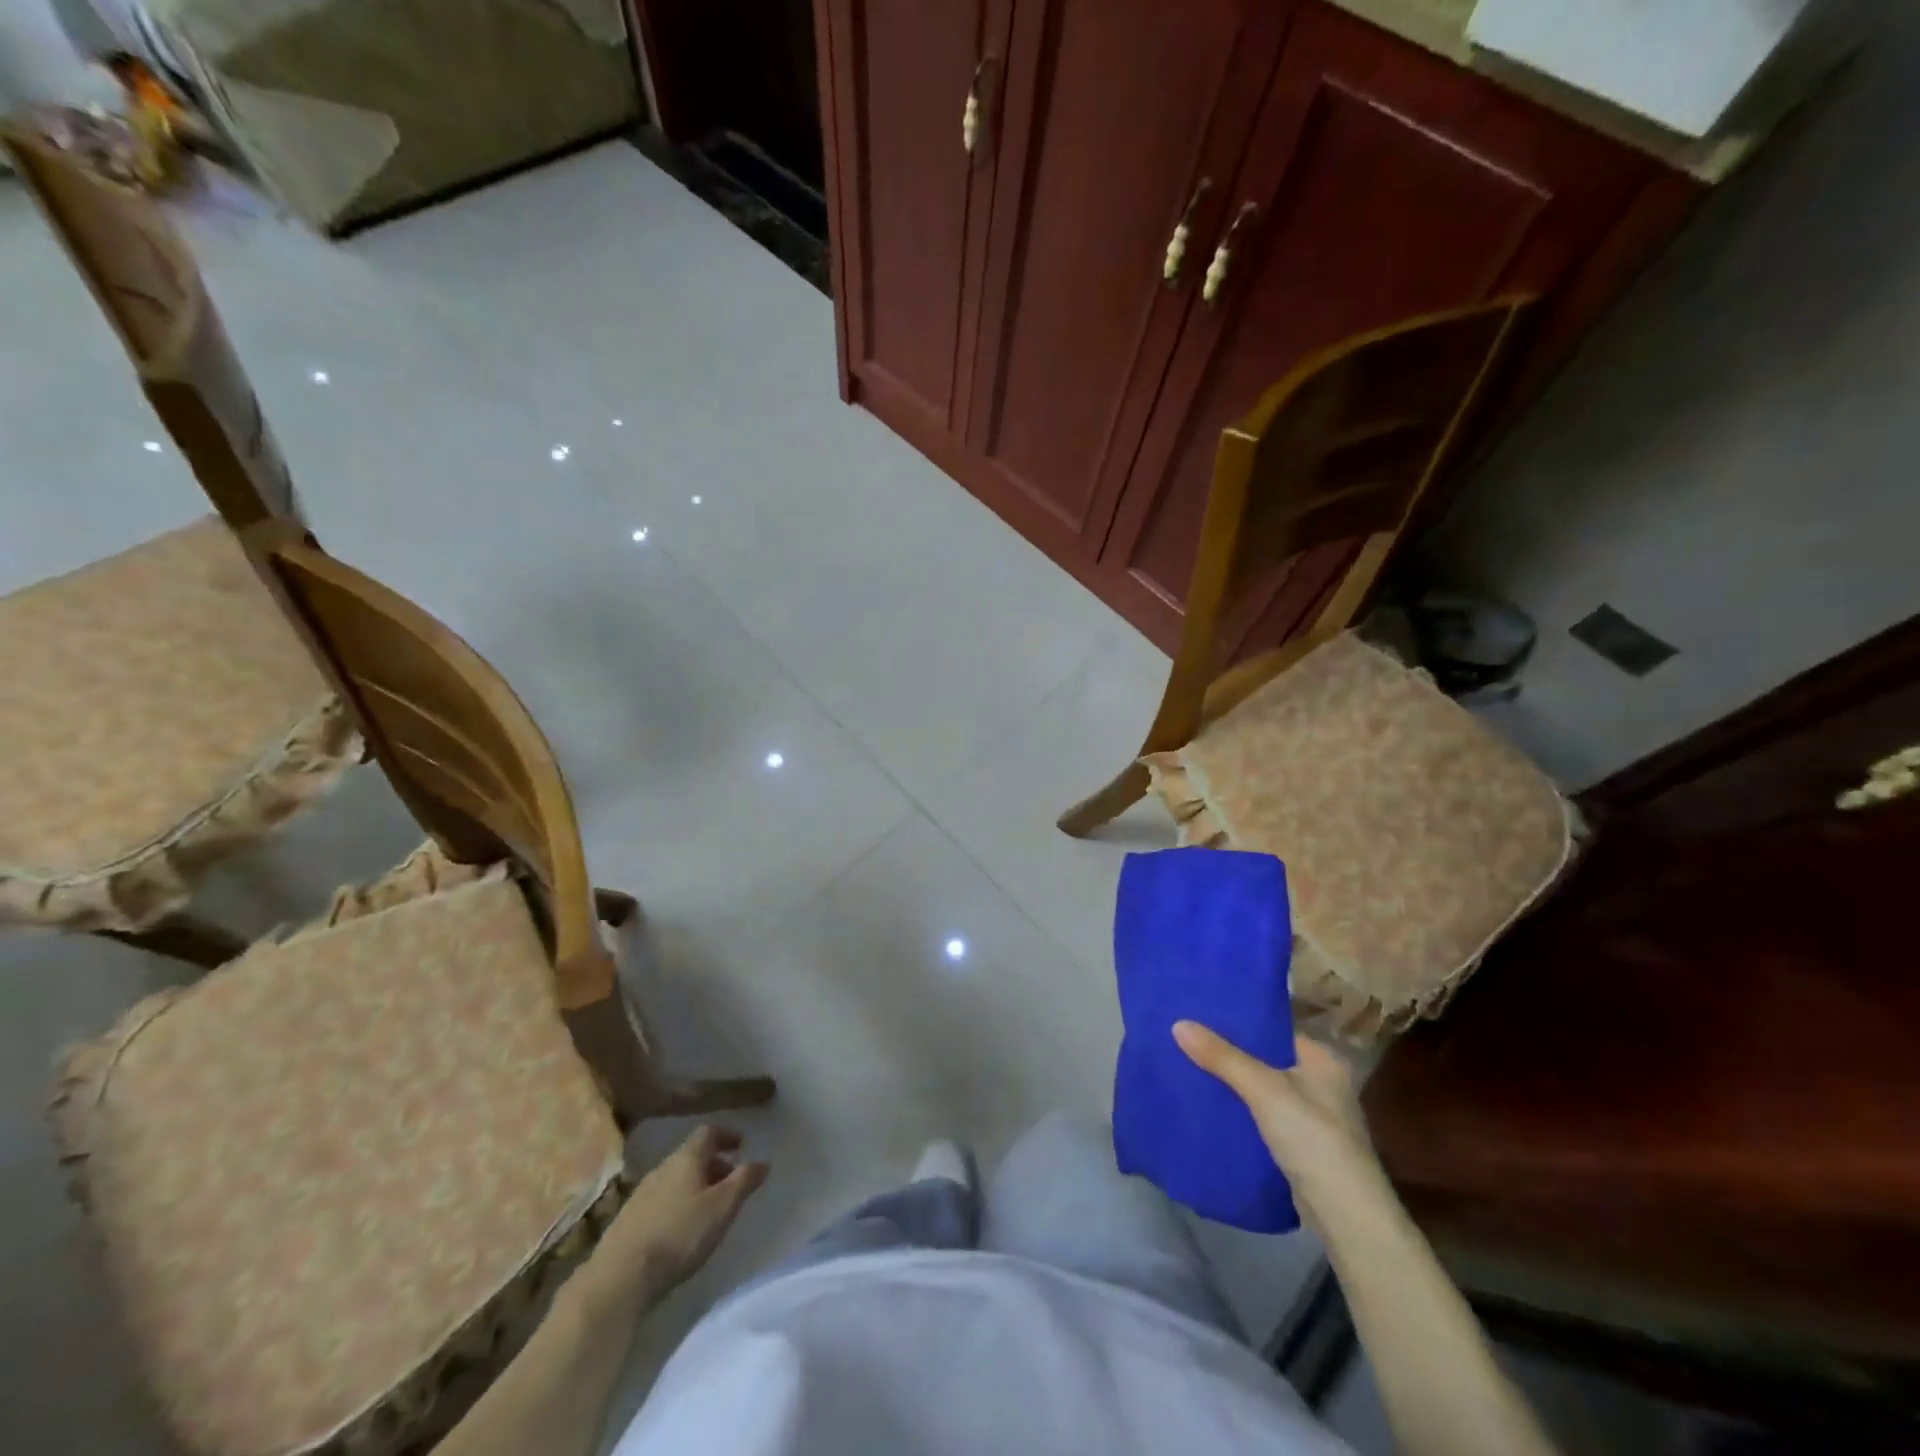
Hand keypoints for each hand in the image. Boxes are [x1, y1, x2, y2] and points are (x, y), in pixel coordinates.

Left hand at [590, 1126, 768, 1299]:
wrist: (619, 1277)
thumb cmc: (679, 1235)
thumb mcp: (722, 1208)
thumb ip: (744, 1182)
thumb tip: (763, 1161)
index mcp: (686, 1158)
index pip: (708, 1132)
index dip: (726, 1135)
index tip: (740, 1145)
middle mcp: (662, 1168)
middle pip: (691, 1156)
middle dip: (712, 1164)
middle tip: (729, 1182)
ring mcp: (641, 1193)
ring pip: (674, 1178)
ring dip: (694, 1185)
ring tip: (707, 1208)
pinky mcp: (627, 1220)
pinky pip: (659, 1200)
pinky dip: (675, 1204)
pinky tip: (679, 1229)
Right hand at [1173, 1021, 1380, 1226]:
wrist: (1345, 1216)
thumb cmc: (1313, 1138)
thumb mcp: (1264, 1090)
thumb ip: (1222, 1057)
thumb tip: (1178, 1023)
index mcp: (1322, 1059)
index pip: (1273, 1029)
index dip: (1238, 1022)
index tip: (1200, 1014)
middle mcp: (1321, 1083)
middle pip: (1265, 1059)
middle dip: (1229, 1053)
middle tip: (1187, 1039)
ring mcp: (1313, 1117)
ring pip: (1261, 1089)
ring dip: (1232, 1084)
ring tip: (1189, 1066)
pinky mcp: (1301, 1146)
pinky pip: (1262, 1116)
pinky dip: (1240, 1111)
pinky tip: (1210, 1106)